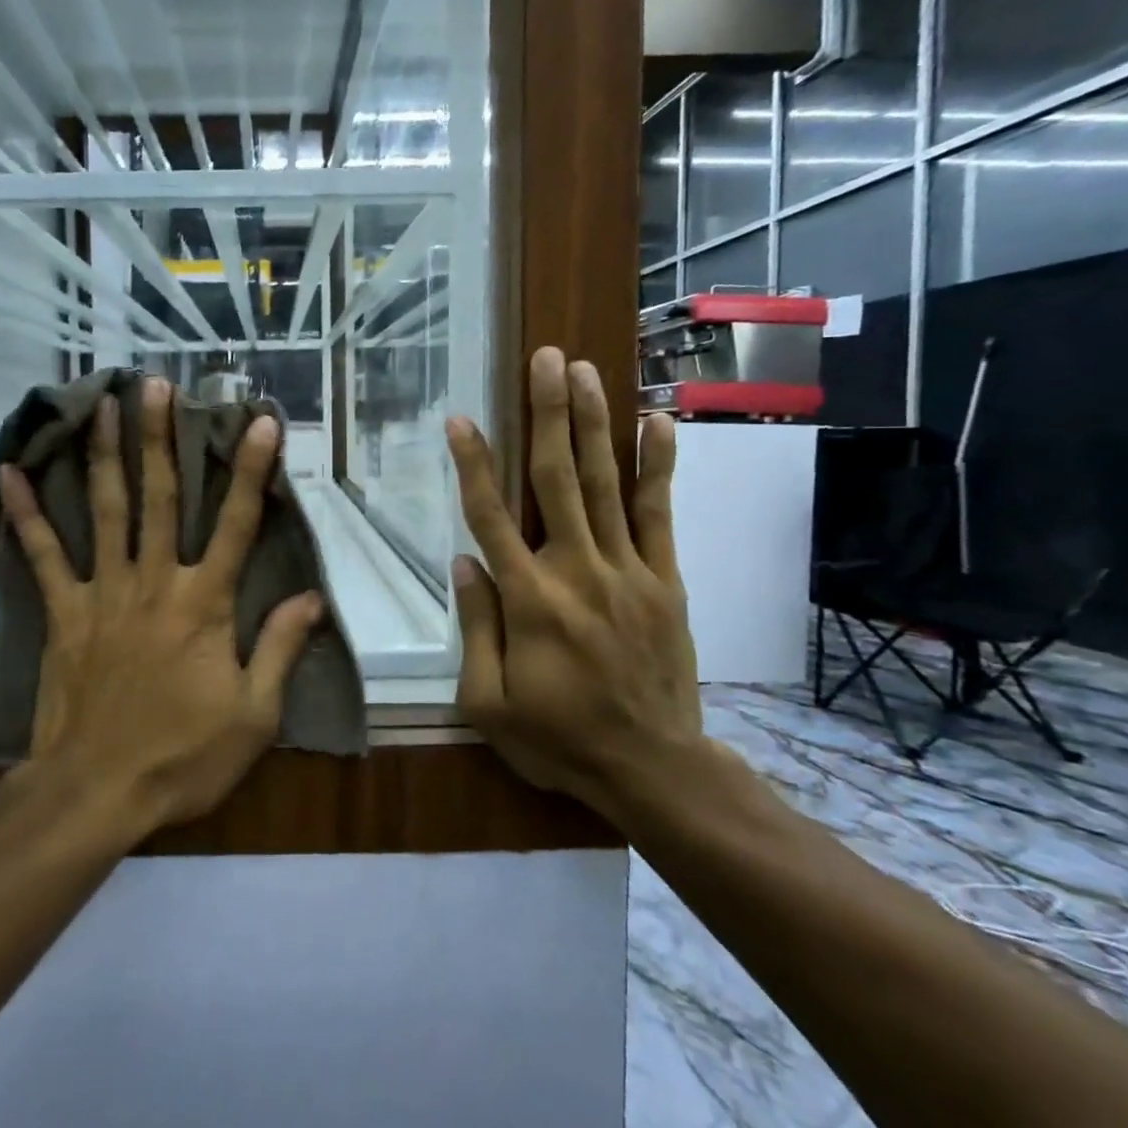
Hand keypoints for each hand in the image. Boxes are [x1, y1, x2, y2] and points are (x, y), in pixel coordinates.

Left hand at [0, 376, 324, 833]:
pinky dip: (27, 514)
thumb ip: (281, 648)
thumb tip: (312, 597)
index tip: (258, 421)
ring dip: (107, 453)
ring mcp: (103, 593)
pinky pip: (43, 555)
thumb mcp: (254, 715)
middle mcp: (154, 582)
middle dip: (161, 437)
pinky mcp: (64, 612)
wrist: (97, 792)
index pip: (235, 524)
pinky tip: (11, 472)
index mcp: (204, 604)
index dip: (250, 470)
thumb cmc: (183, 756)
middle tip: (156, 385)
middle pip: (160, 498)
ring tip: (104, 403)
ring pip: (106, 510)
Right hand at [446, 347, 702, 820]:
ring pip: (606, 484)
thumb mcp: (489, 702)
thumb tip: (464, 561)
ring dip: (593, 423)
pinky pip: (659, 515)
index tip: (462, 419)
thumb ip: (475, 627)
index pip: (491, 518)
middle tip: (547, 359)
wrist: (653, 768)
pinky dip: (657, 466)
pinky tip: (656, 422)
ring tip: (586, 371)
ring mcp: (628, 571)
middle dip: (548, 414)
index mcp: (529, 600)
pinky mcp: (665, 580)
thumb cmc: (558, 738)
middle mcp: (578, 571)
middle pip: (557, 479)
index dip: (474, 464)